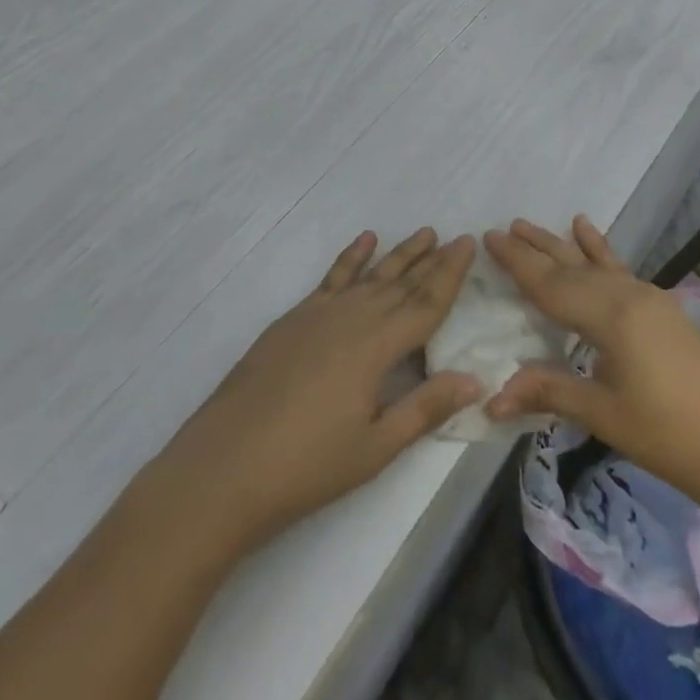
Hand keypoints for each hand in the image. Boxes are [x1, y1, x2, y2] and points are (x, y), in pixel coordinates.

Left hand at [150, 228, 480, 554]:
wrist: (223, 466)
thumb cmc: (307, 466)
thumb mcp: (375, 447)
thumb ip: (425, 408)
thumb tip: (475, 379)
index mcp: (377, 346)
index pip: (426, 303)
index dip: (450, 275)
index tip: (468, 244)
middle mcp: (352, 318)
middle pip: (401, 283)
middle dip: (431, 260)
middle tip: (455, 236)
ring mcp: (319, 314)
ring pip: (370, 275)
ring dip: (399, 254)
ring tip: (422, 233)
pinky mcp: (294, 319)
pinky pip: (332, 278)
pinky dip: (351, 258)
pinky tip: (364, 241)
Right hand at [484, 217, 699, 512]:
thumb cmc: (667, 436)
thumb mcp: (603, 414)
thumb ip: (549, 392)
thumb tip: (491, 398)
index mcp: (611, 316)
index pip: (552, 285)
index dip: (518, 263)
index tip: (488, 238)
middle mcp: (628, 295)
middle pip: (570, 268)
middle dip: (534, 249)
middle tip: (501, 229)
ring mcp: (647, 297)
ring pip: (593, 264)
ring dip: (560, 245)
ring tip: (530, 224)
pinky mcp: (660, 307)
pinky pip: (619, 269)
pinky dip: (599, 249)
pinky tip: (586, 228)